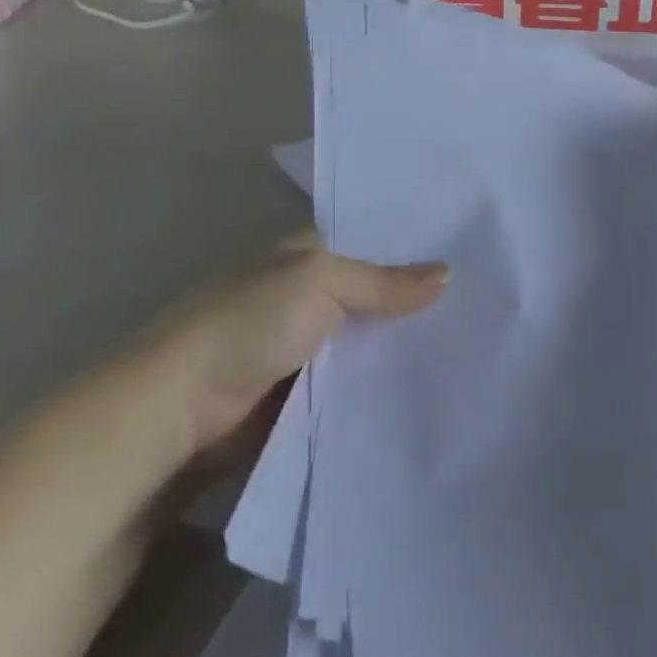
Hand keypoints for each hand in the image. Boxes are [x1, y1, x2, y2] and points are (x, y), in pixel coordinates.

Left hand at [148, 232, 446, 473]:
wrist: (176, 413)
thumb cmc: (247, 324)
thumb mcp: (320, 283)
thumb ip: (384, 282)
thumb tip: (449, 273)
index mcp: (302, 255)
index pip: (366, 243)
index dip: (409, 247)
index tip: (464, 253)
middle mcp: (302, 296)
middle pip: (370, 295)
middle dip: (412, 301)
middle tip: (479, 303)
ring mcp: (300, 348)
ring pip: (363, 341)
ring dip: (398, 346)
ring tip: (466, 344)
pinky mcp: (298, 396)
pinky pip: (350, 384)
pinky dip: (377, 385)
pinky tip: (423, 385)